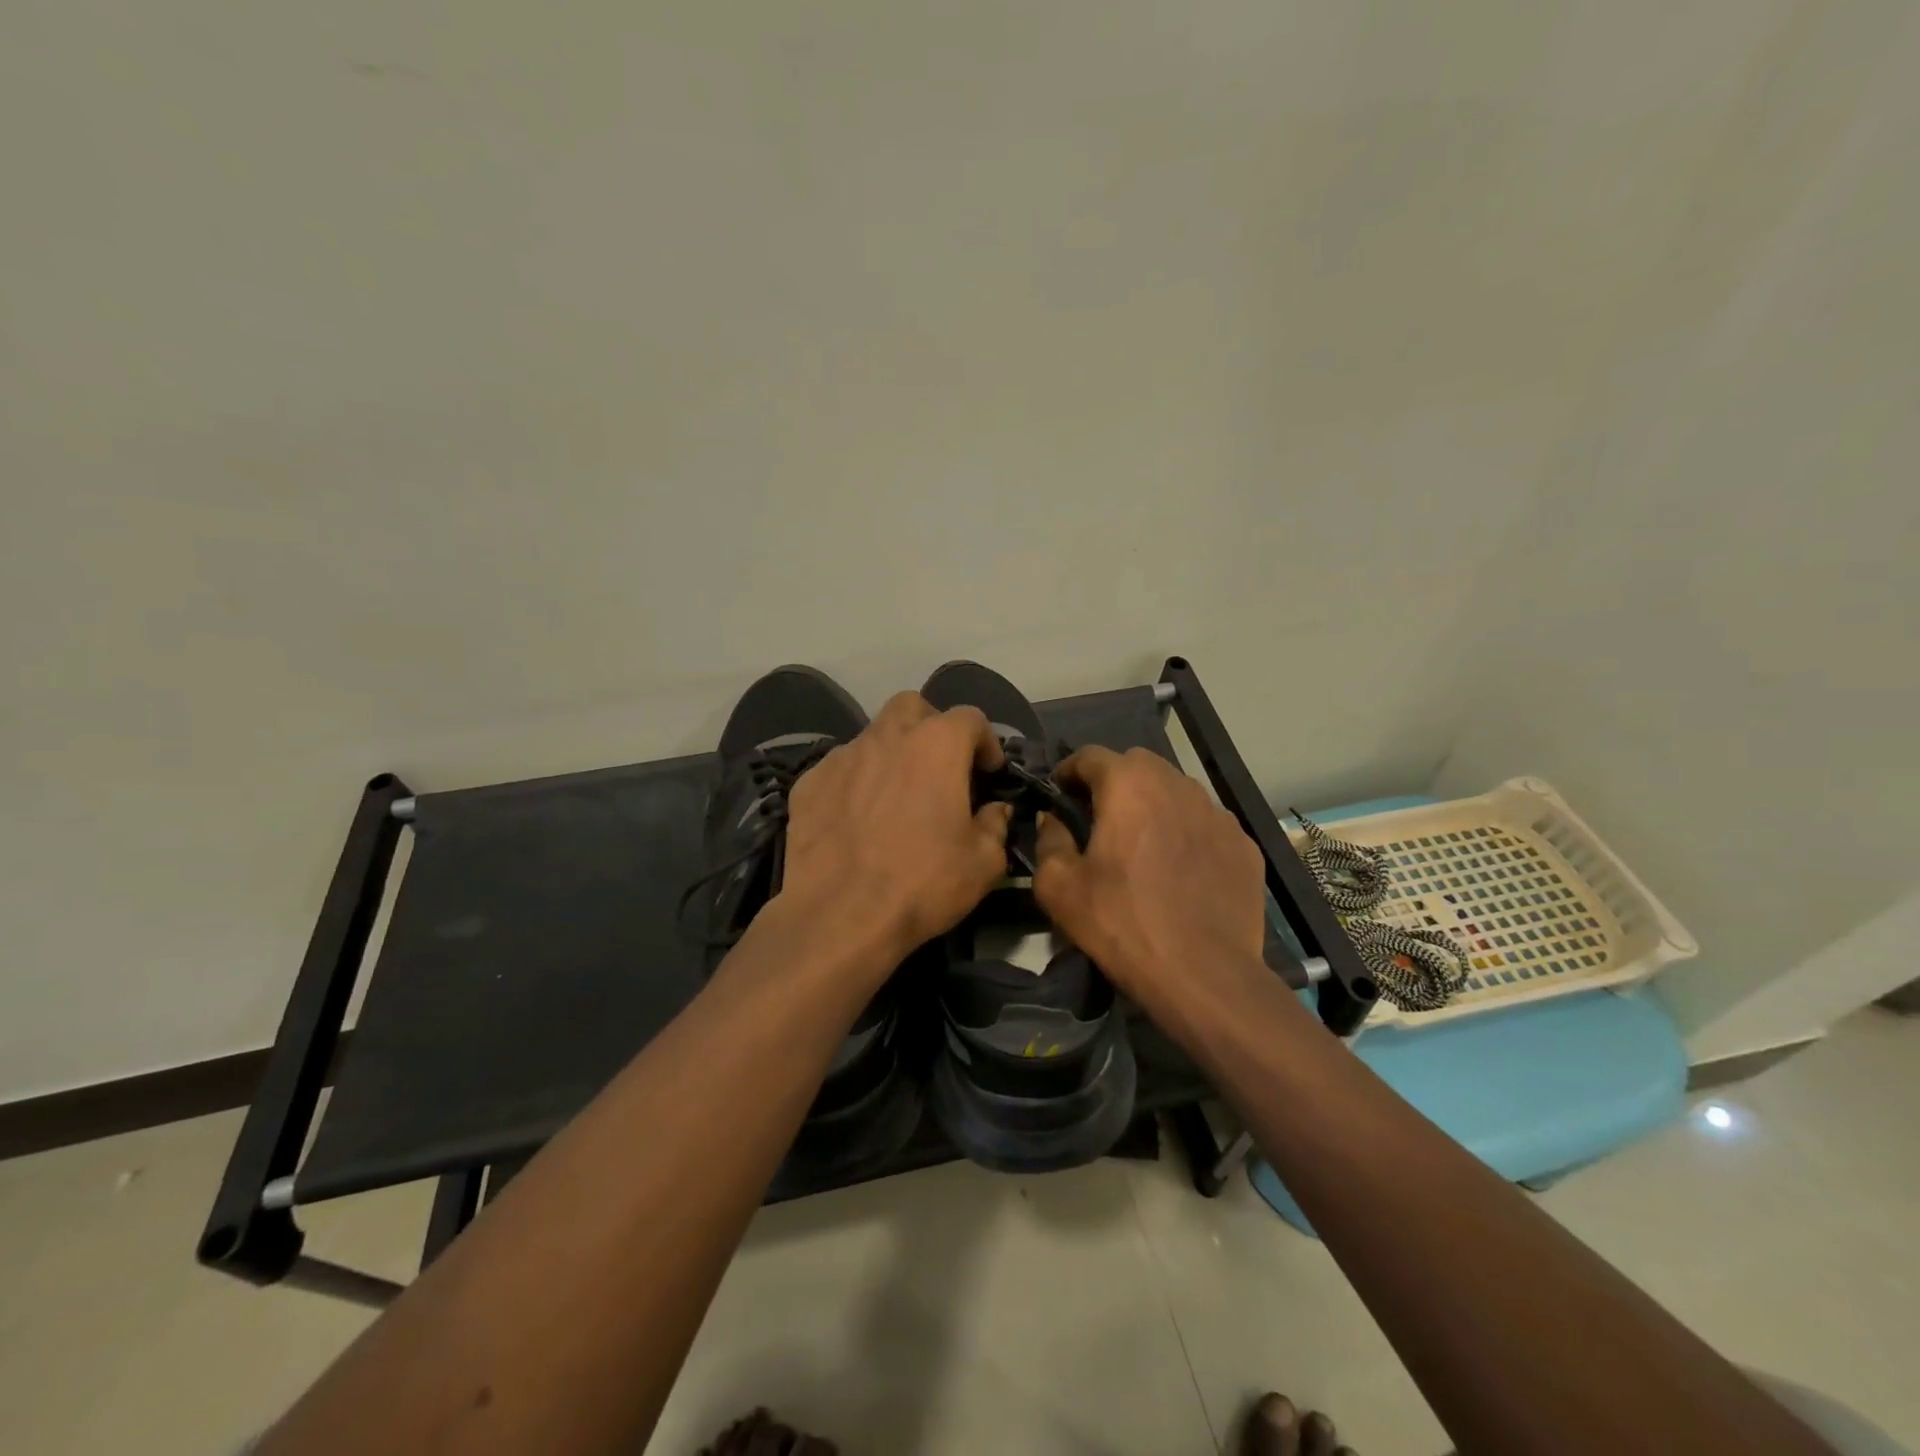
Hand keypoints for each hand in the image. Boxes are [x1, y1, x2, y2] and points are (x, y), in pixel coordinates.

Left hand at [779, 691, 1012, 968]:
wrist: (839, 915)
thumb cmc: (922, 883)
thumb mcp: (983, 863)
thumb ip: (996, 825)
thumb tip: (995, 810)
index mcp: (937, 745)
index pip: (970, 718)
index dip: (985, 742)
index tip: (989, 772)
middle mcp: (887, 737)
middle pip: (913, 707)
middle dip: (932, 727)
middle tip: (940, 766)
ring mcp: (842, 757)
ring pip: (873, 736)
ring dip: (892, 754)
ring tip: (896, 796)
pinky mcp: (809, 782)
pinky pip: (841, 769)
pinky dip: (856, 782)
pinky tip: (857, 818)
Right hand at [1032, 746, 1266, 1006]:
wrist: (1205, 975)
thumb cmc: (1122, 924)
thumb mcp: (1059, 887)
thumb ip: (1048, 840)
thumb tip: (1053, 819)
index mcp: (1128, 785)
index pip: (1090, 756)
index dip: (1069, 771)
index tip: (1060, 794)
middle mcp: (1176, 785)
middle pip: (1137, 764)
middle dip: (1114, 781)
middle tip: (1100, 817)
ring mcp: (1217, 813)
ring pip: (1176, 790)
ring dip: (1153, 803)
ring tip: (1143, 842)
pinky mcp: (1244, 843)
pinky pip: (1206, 823)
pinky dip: (1187, 832)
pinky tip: (1181, 869)